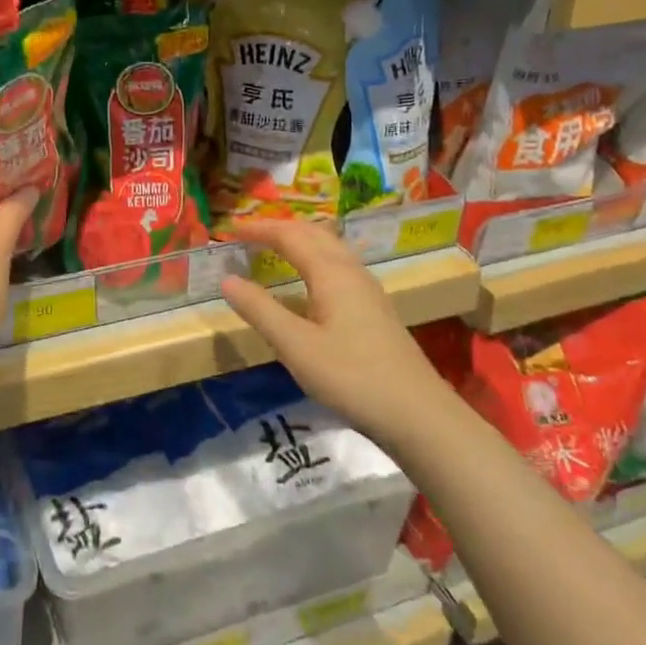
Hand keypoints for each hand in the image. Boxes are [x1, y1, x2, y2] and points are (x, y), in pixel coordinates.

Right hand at [219, 217, 442, 438]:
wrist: (419, 416)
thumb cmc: (352, 377)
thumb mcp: (296, 346)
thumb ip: (260, 310)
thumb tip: (226, 279)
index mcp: (331, 272)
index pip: (290, 236)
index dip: (259, 229)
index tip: (230, 231)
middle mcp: (351, 271)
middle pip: (314, 233)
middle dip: (281, 228)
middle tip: (251, 234)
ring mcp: (368, 290)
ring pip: (330, 248)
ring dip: (301, 240)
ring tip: (276, 248)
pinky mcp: (375, 310)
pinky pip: (339, 266)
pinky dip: (315, 259)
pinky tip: (310, 283)